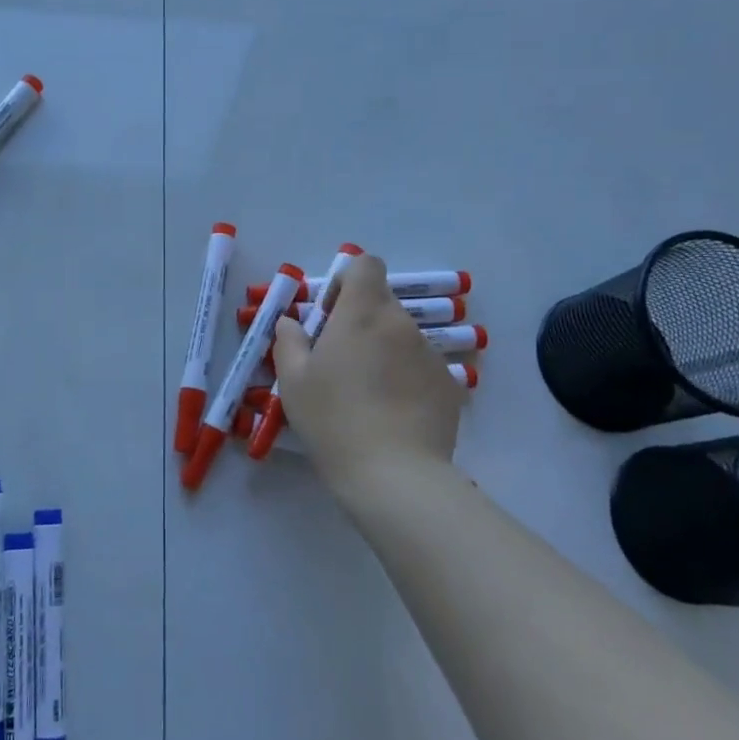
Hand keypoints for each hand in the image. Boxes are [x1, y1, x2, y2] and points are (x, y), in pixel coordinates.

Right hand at [272, 254, 463, 492]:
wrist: (394, 474)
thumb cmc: (333, 419)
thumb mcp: (293, 381)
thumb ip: (289, 340)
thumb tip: (292, 322)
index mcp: (362, 313)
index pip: (365, 265)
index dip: (346, 281)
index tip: (331, 315)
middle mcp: (401, 324)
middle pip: (382, 303)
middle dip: (361, 321)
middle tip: (340, 361)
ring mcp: (430, 354)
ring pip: (402, 337)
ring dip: (384, 351)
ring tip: (368, 395)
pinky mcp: (449, 385)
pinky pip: (421, 367)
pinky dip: (406, 378)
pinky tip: (393, 414)